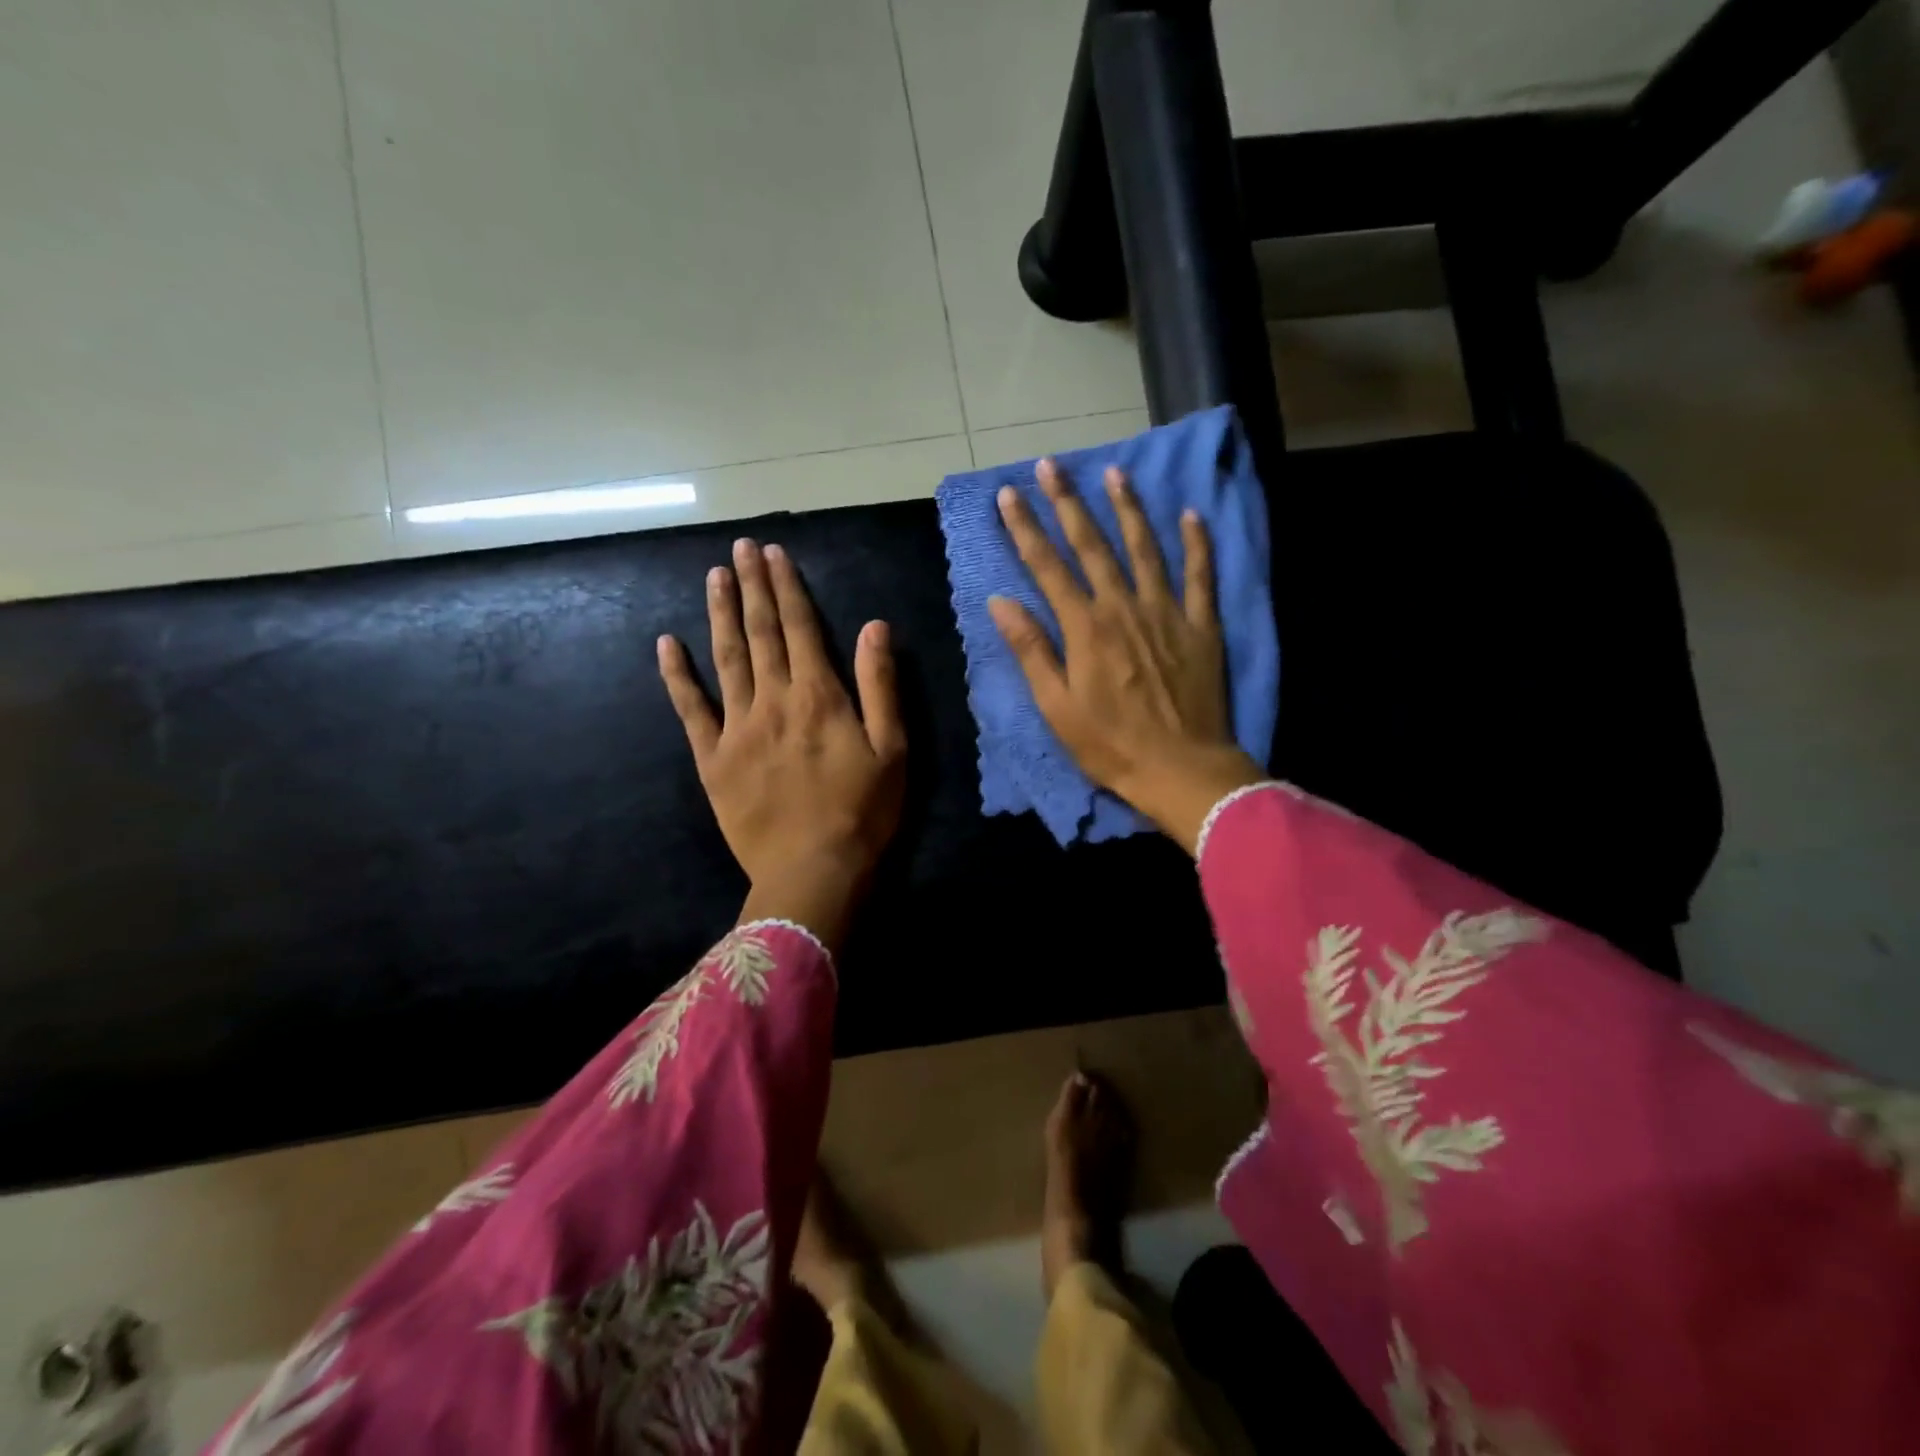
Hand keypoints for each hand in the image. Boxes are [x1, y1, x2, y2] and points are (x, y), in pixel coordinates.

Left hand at [658, 538, 906, 945]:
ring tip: (714, 577)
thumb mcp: (892, 749)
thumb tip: (874, 626)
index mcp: (819, 696)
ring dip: (720, 615)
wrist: (812, 872)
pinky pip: (690, 710)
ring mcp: (737, 728)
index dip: (787, 587)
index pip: (800, 627)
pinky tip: (666, 644)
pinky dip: (677, 676)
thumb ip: (880, 684)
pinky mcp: (713, 759)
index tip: (774, 553)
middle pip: (760, 633)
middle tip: (740, 548)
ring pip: (726, 659)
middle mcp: (773, 700)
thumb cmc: (863, 813)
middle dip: (752, 587)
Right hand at [988, 459, 1262, 853]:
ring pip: (1145, 549)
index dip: (1025, 529)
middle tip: (1050, 465)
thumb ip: (1031, 650)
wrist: (1181, 769)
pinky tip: (1191, 514)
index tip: (1007, 495)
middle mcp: (1124, 607)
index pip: (1048, 567)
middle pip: (1092, 545)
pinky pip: (1201, 575)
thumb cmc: (1110, 745)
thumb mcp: (1056, 707)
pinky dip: (1198, 543)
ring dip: (1128, 509)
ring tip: (1114, 473)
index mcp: (1085, 628)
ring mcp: (1167, 612)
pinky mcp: (1201, 626)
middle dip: (1067, 503)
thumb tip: (1001, 602)